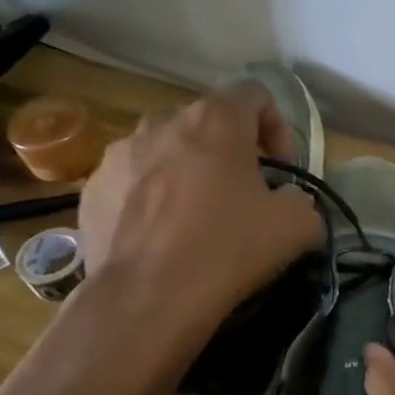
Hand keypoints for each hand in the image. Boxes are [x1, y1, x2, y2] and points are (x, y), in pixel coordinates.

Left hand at [76, 83, 320, 324]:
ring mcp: (119, 153)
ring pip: (166, 148)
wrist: (146, 299)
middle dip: (230, 149)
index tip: (281, 169)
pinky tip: (161, 235)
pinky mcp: (92, 188)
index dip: (277, 127)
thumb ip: (303, 199)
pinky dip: (151, 196)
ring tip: (196, 213)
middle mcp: (163, 121)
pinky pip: (133, 180)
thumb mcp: (298, 225)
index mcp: (216, 119)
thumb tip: (290, 202)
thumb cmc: (227, 248)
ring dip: (187, 169)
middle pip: (208, 121)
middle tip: (243, 191)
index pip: (256, 94)